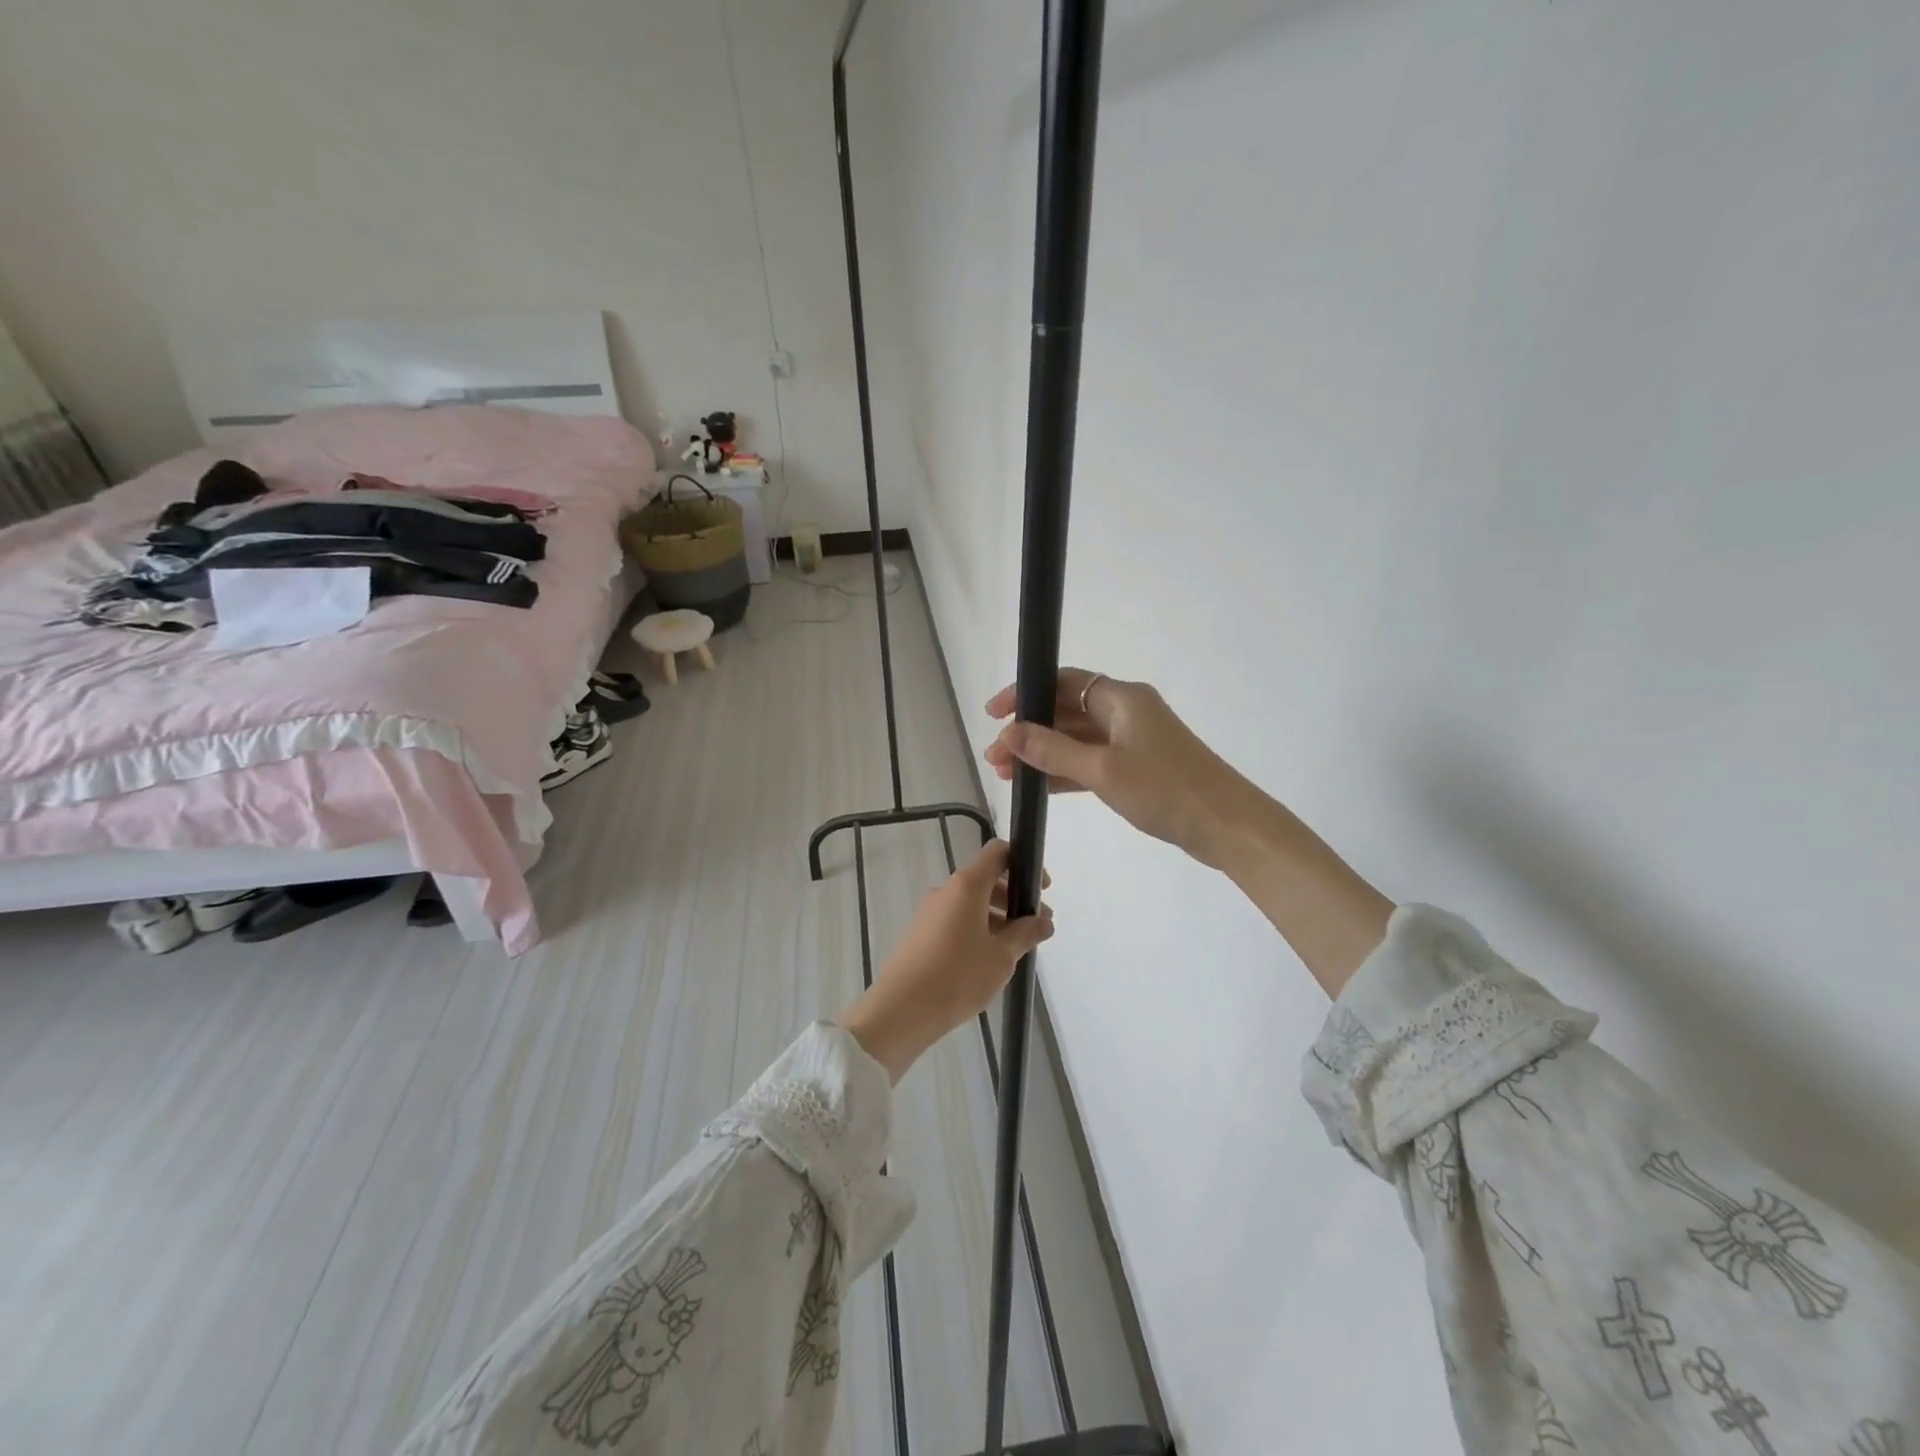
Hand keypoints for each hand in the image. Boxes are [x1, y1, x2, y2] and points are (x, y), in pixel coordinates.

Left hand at [839, 840, 1053, 1081]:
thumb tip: (1044, 921)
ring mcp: (930, 912)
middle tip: (1036, 927)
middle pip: (985, 879)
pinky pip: (957, 920)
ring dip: (998, 917)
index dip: (1022, 862)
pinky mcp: (922, 933)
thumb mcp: (1001, 957)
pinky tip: (989, 960)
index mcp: (966, 886)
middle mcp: (946, 891)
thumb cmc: (958, 976)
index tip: (1041, 888)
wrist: (902, 1009)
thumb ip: (1026, 934)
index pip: (996, 853)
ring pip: (971, 903)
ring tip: (1016, 949)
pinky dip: (978, 929)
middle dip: (1014, 898)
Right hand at [984, 668, 1251, 867]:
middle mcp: (1126, 711)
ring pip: (1076, 739)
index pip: (1062, 682)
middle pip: (1066, 710)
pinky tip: (1038, 787)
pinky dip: (1065, 771)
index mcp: (1121, 698)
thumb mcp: (1102, 770)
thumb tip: (1007, 733)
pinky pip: (1091, 761)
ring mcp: (1134, 741)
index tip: (993, 714)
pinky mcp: (1139, 768)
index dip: (1025, 693)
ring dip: (1043, 753)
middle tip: (995, 757)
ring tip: (1006, 775)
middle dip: (1029, 731)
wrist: (1227, 826)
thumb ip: (1052, 750)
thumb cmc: (1165, 789)